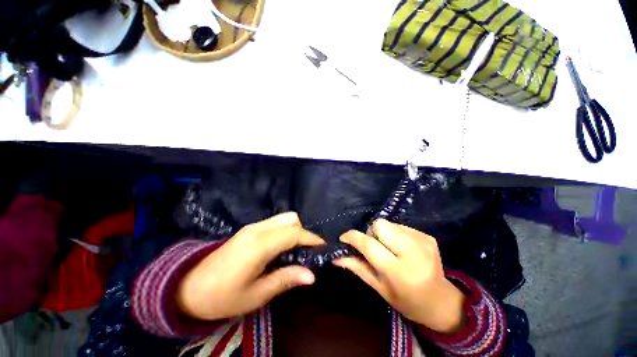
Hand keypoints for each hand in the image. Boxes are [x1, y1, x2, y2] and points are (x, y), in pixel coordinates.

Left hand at [177, 212, 324, 320]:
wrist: (188, 287)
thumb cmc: (222, 296)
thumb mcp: (256, 295)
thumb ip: (285, 279)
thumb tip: (312, 274)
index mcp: (259, 244)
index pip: (294, 232)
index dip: (311, 238)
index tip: (323, 248)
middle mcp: (258, 229)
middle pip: (291, 219)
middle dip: (304, 232)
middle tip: (306, 252)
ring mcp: (253, 226)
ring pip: (284, 218)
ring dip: (295, 230)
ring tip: (296, 250)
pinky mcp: (249, 229)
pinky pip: (275, 222)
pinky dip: (285, 230)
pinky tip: (282, 247)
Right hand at [334, 219, 464, 333]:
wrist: (442, 301)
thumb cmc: (406, 300)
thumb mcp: (379, 288)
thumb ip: (357, 268)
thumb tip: (336, 257)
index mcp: (398, 271)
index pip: (369, 244)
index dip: (353, 237)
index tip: (344, 238)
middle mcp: (412, 252)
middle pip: (379, 225)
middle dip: (371, 233)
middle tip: (373, 247)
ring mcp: (422, 241)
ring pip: (389, 224)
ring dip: (383, 234)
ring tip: (389, 249)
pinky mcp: (428, 236)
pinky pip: (400, 226)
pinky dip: (395, 234)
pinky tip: (401, 248)